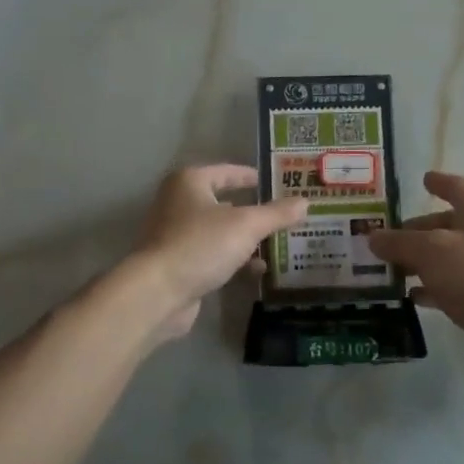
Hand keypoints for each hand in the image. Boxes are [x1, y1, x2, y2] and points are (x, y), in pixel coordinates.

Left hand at [129, 164, 307, 340]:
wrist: (158, 292)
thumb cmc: (201, 244)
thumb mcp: (246, 225)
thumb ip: (276, 213)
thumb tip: (305, 202)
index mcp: (190, 182)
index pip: (227, 171)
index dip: (251, 176)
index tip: (275, 183)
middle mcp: (179, 203)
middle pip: (223, 202)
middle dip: (253, 210)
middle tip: (283, 214)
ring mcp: (176, 235)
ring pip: (219, 231)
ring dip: (246, 238)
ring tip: (278, 243)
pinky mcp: (179, 263)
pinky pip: (213, 254)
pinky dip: (235, 259)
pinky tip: (258, 270)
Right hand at [367, 171, 463, 386]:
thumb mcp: (429, 251)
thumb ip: (399, 242)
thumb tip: (373, 237)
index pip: (457, 188)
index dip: (440, 183)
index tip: (423, 179)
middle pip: (447, 225)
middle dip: (417, 230)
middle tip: (385, 238)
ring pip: (446, 258)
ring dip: (419, 262)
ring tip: (388, 268)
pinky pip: (450, 287)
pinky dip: (430, 289)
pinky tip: (409, 296)